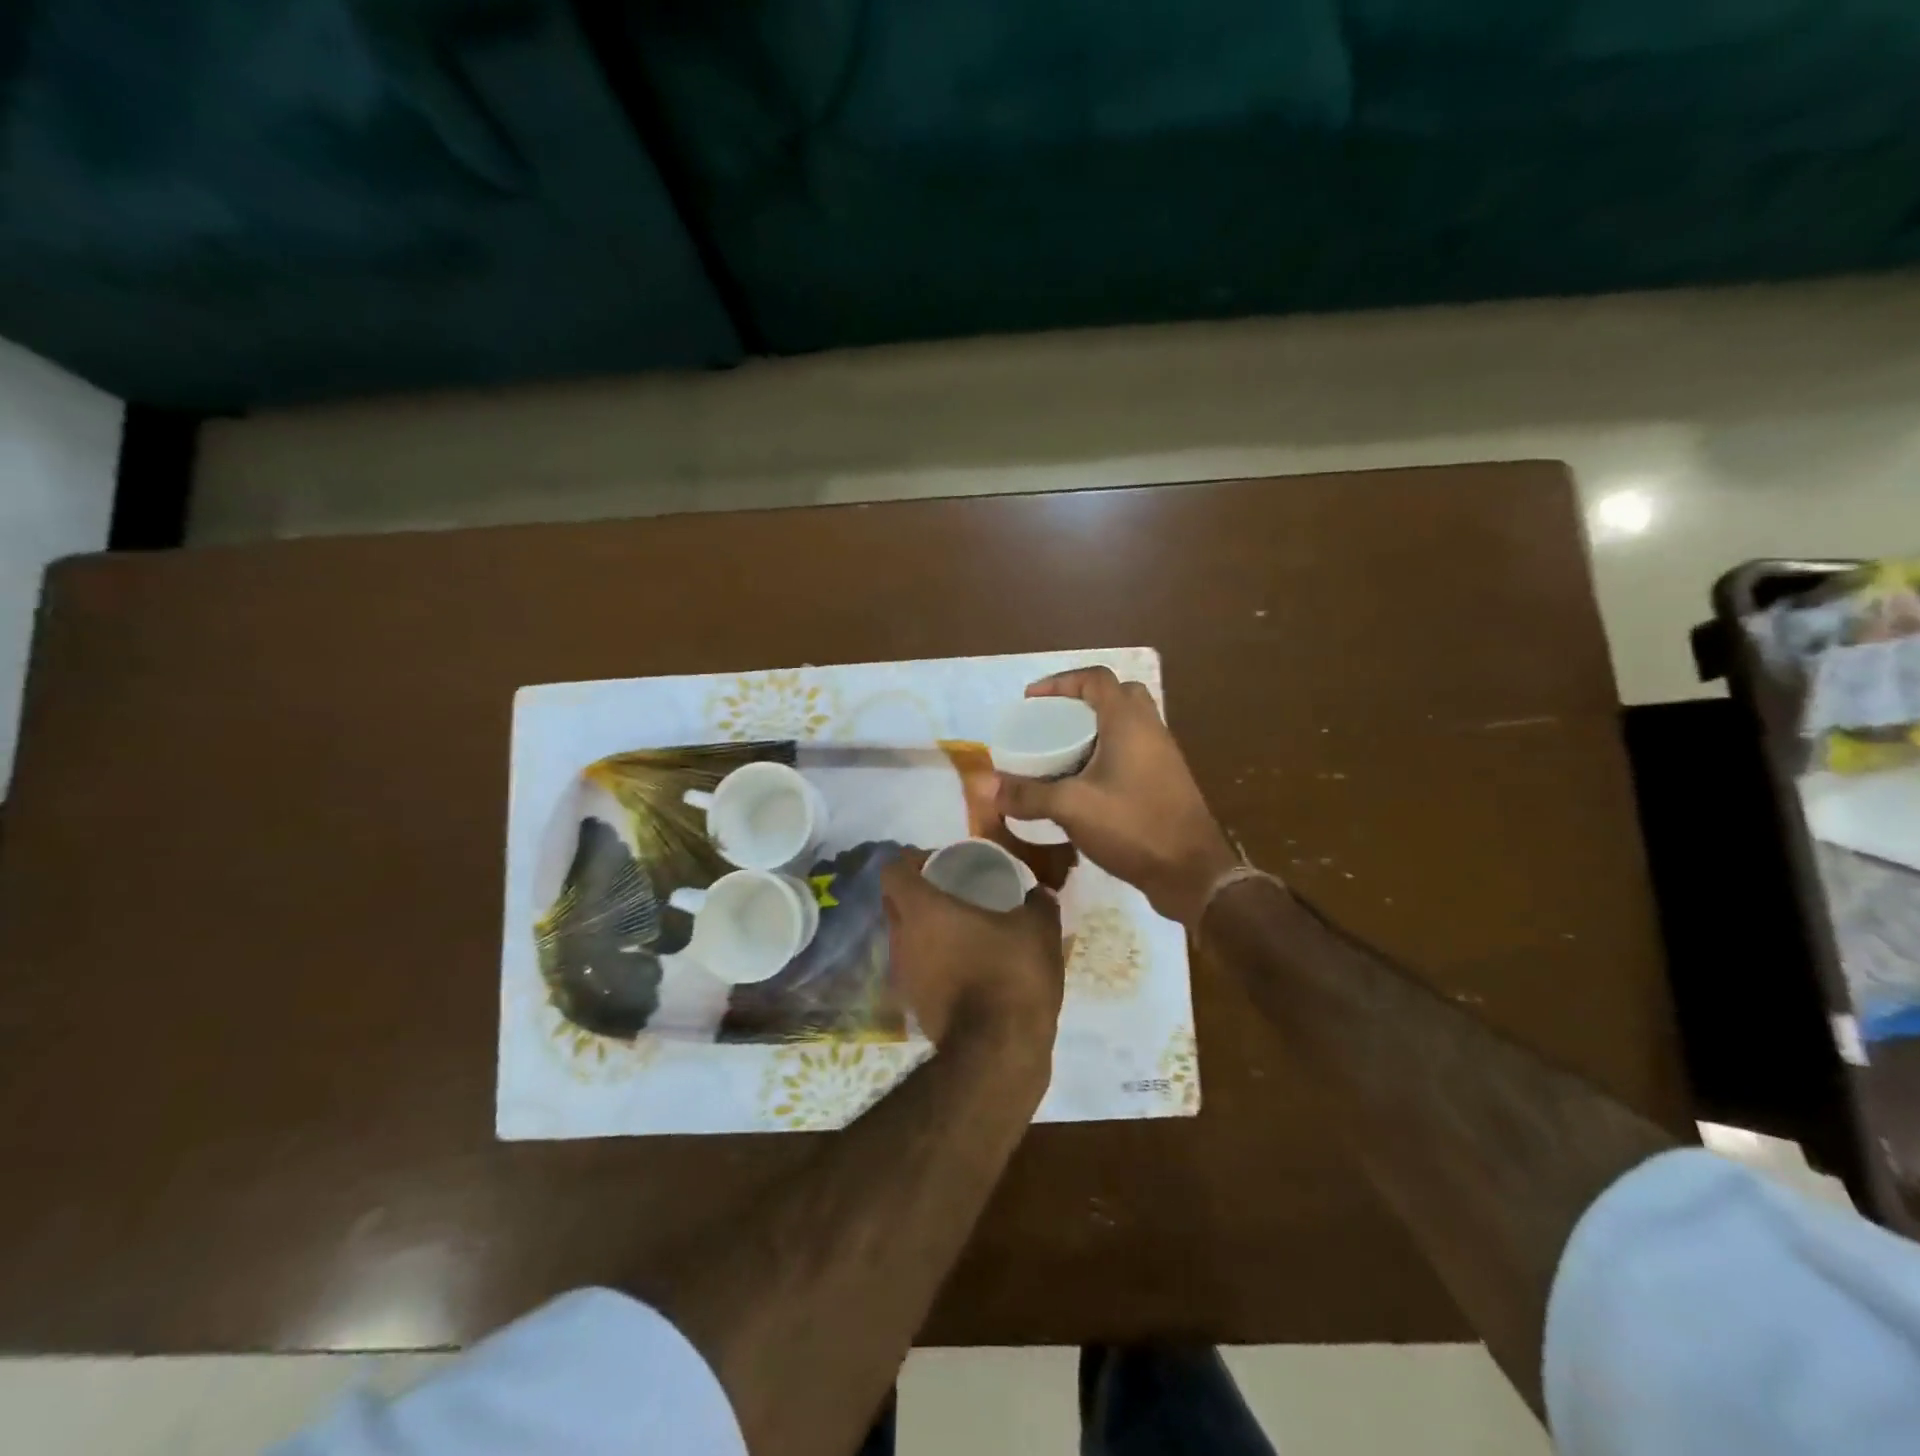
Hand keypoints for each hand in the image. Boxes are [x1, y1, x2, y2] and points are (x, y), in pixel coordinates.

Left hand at [881, 849, 1063, 1063]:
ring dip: (924, 929)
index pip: (893, 870)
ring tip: (961, 929)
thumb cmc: (1011, 975)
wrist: (998, 1052)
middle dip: (916, 892)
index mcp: (922, 909)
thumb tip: (1040, 890)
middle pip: (893, 903)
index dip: (910, 860)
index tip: (938, 861)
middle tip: (952, 890)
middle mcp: (902, 937)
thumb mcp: (1038, 929)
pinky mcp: (914, 1006)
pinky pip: (916, 969)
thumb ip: (1039, 902)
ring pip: (904, 938)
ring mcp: (904, 975)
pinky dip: (933, 961)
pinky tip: (965, 965)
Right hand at [995, 666, 1238, 926]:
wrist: (1191, 871)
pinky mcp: (1166, 780)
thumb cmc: (1132, 825)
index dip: (1061, 682)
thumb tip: (985, 787)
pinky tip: (1086, 782)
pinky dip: (1109, 752)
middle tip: (1053, 721)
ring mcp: (1163, 755)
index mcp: (1129, 721)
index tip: (1031, 700)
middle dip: (1081, 701)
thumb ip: (1027, 795)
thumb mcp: (1071, 808)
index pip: (1096, 679)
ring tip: (1063, 750)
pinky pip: (1135, 749)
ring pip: (1128, 724)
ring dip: (1097, 728)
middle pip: (1117, 695)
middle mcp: (1150, 729)